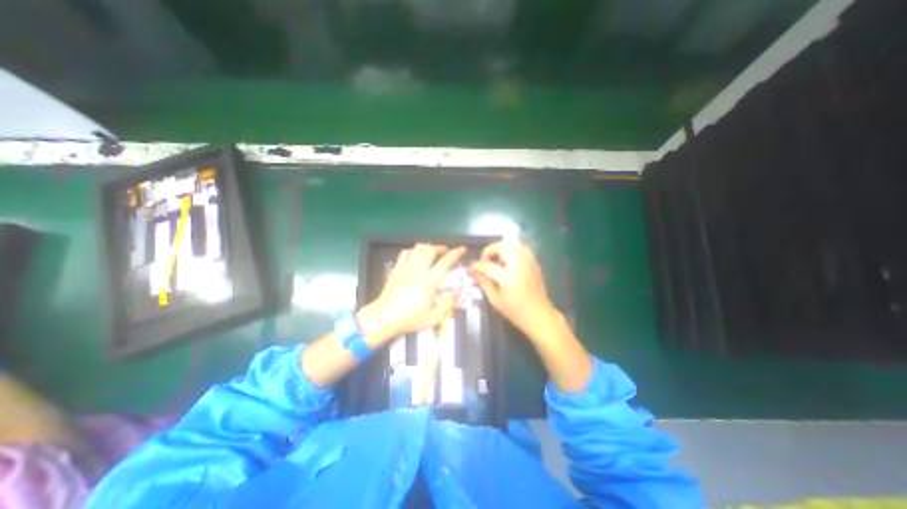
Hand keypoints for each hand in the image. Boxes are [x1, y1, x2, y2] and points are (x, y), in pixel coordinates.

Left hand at [361, 243, 462, 344]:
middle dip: (442, 248)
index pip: (445, 262)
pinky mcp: (397, 268)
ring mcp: (405, 267)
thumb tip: (459, 289)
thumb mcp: (434, 317)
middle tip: (447, 253)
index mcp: (429, 283)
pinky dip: (415, 250)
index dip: (455, 253)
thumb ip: (449, 303)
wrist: (384, 317)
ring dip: (429, 247)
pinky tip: (418, 257)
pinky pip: (407, 252)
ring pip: (419, 248)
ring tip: (434, 254)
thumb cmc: (411, 319)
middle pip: (431, 250)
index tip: (462, 249)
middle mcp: (418, 271)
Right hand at [472, 240, 556, 340]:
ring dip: (501, 247)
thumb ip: (483, 282)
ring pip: (514, 242)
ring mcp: (529, 262)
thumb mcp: (495, 299)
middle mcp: (520, 265)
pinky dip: (512, 249)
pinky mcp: (534, 262)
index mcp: (509, 278)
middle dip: (490, 250)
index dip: (476, 266)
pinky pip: (522, 247)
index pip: (488, 265)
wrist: (539, 315)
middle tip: (485, 260)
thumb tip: (472, 271)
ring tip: (497, 259)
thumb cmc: (515, 311)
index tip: (471, 269)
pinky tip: (508, 260)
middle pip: (502, 246)